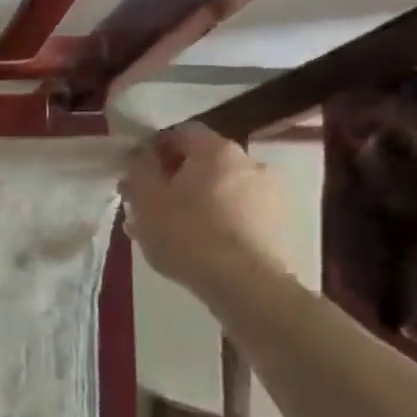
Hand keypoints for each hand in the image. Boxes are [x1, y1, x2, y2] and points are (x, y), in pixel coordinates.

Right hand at [121, 124, 294, 297]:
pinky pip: (238, 212)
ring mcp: (269, 193)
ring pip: (219, 189)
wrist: (244, 283)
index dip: (155, 150)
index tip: (138, 175)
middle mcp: (249, 161)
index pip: (181, 132)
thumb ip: (139, 169)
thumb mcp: (146, 200)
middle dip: (174, 180)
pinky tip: (200, 246)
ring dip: (195, 202)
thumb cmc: (187, 235)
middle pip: (202, 162)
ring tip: (172, 233)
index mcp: (216, 150)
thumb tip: (141, 155)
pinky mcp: (278, 223)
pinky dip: (217, 220)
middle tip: (150, 207)